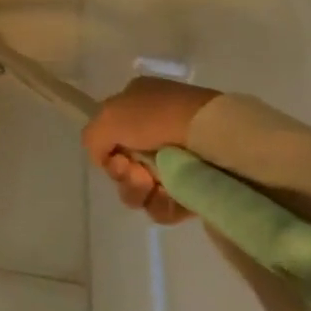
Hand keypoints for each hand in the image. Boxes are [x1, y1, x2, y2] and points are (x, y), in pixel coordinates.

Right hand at [81, 77, 220, 224]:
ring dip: (136, 190)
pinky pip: (165, 205)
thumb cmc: (160, 117)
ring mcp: (179, 161)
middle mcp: (157, 131)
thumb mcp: (109, 115)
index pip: (111, 134)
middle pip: (123, 164)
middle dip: (121, 172)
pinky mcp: (197, 188)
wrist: (217, 137)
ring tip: (151, 184)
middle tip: (133, 171)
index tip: (114, 155)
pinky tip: (166, 197)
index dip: (107, 148)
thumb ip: (93, 137)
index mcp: (139, 104)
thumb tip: (102, 159)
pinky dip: (160, 205)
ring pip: (140, 187)